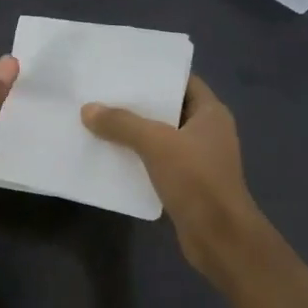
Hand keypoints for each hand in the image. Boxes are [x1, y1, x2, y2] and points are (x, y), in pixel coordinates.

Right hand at [81, 75, 266, 281]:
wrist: (219, 237)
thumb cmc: (196, 180)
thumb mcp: (156, 144)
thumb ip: (122, 124)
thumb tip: (88, 109)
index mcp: (211, 113)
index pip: (184, 82)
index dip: (156, 74)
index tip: (124, 70)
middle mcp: (208, 132)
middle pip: (169, 110)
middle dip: (139, 105)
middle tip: (103, 95)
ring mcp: (199, 160)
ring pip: (162, 138)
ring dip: (135, 134)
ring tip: (100, 123)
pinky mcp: (188, 185)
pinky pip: (159, 163)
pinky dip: (138, 159)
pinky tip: (112, 157)